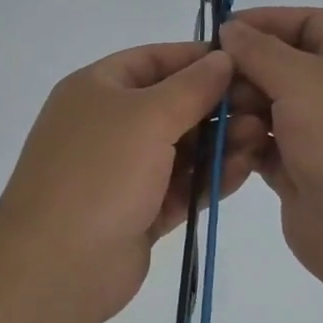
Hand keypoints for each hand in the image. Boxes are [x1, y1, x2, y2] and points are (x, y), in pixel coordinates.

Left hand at [0, 41, 266, 322]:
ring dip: (218, 141)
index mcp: (95, 89)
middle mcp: (106, 125)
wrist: (58, 265)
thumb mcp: (147, 116)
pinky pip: (179, 186)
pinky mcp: (137, 212)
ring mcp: (121, 172)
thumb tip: (222, 57)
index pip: (152, 60)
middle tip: (264, 106)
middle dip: (215, 105)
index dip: (196, 58)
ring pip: (179, 148)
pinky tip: (244, 169)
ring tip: (262, 137)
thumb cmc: (99, 172)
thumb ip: (191, 87)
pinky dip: (209, 178)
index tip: (244, 62)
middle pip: (170, 105)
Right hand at [220, 8, 322, 293]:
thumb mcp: (301, 79)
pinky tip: (220, 145)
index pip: (310, 23)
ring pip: (269, 107)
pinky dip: (243, 143)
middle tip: (207, 79)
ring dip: (240, 108)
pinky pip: (263, 146)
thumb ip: (259, 50)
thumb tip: (231, 28)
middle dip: (245, 69)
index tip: (223, 30)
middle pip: (283, 66)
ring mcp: (320, 135)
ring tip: (213, 116)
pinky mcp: (300, 171)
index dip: (268, 20)